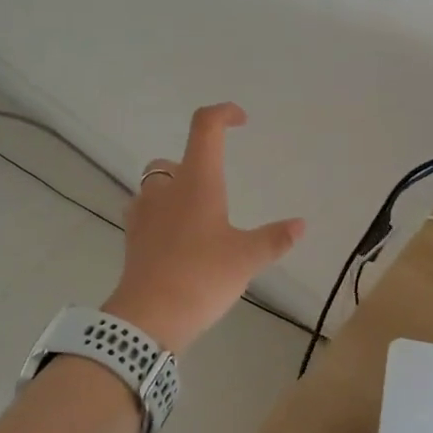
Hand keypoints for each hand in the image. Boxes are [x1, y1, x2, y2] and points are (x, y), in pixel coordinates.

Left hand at [104, 103, 305, 353]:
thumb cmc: (201, 277)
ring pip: (154, 187)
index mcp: (196, 182)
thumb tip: (300, 224)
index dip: (222, 114)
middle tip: (215, 189)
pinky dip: (161, 217)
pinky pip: (145, 214)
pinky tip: (178, 242)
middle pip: (172, 160)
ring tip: (198, 219)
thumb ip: (274, 239)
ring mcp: (142, 213)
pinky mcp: (131, 238)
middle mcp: (165, 190)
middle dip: (192, 165)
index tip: (240, 120)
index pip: (205, 128)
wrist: (148, 318)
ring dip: (173, 192)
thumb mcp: (246, 259)